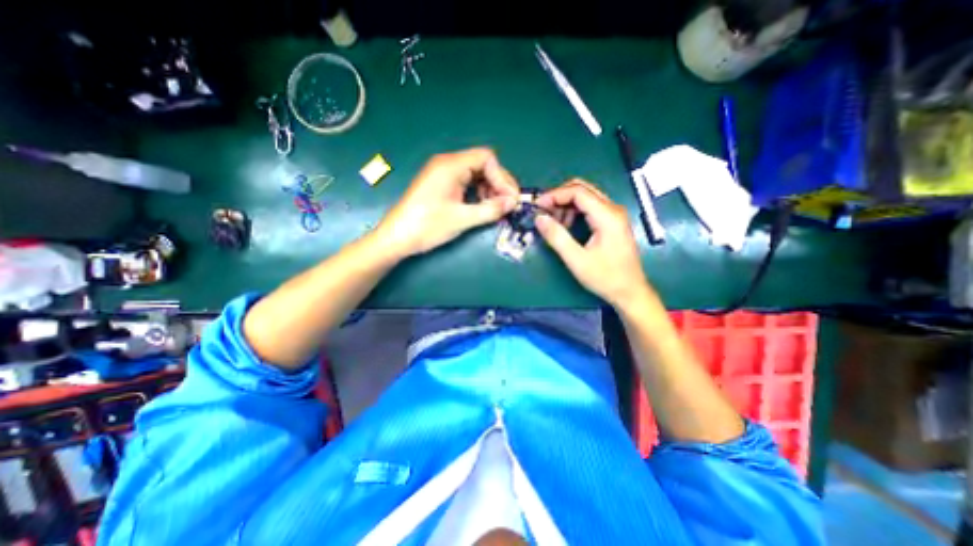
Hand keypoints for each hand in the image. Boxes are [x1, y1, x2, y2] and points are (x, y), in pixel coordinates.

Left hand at [376, 147, 520, 258]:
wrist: (398, 237)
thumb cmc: (428, 226)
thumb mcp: (462, 219)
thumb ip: (490, 209)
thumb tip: (512, 203)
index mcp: (451, 165)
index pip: (486, 158)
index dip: (502, 177)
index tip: (510, 198)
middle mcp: (447, 164)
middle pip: (482, 165)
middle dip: (497, 184)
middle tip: (507, 204)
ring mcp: (443, 173)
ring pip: (475, 174)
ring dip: (489, 189)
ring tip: (495, 208)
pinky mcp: (441, 184)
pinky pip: (466, 182)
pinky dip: (477, 193)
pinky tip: (482, 207)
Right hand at [535, 179, 647, 305]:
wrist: (629, 291)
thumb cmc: (605, 277)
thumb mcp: (576, 260)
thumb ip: (557, 237)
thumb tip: (539, 218)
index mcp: (607, 216)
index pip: (578, 192)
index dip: (554, 195)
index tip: (538, 205)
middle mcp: (613, 209)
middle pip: (582, 188)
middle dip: (559, 196)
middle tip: (543, 210)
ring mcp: (614, 214)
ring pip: (586, 196)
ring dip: (566, 204)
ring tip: (553, 222)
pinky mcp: (612, 221)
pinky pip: (590, 207)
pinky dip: (574, 211)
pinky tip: (566, 226)